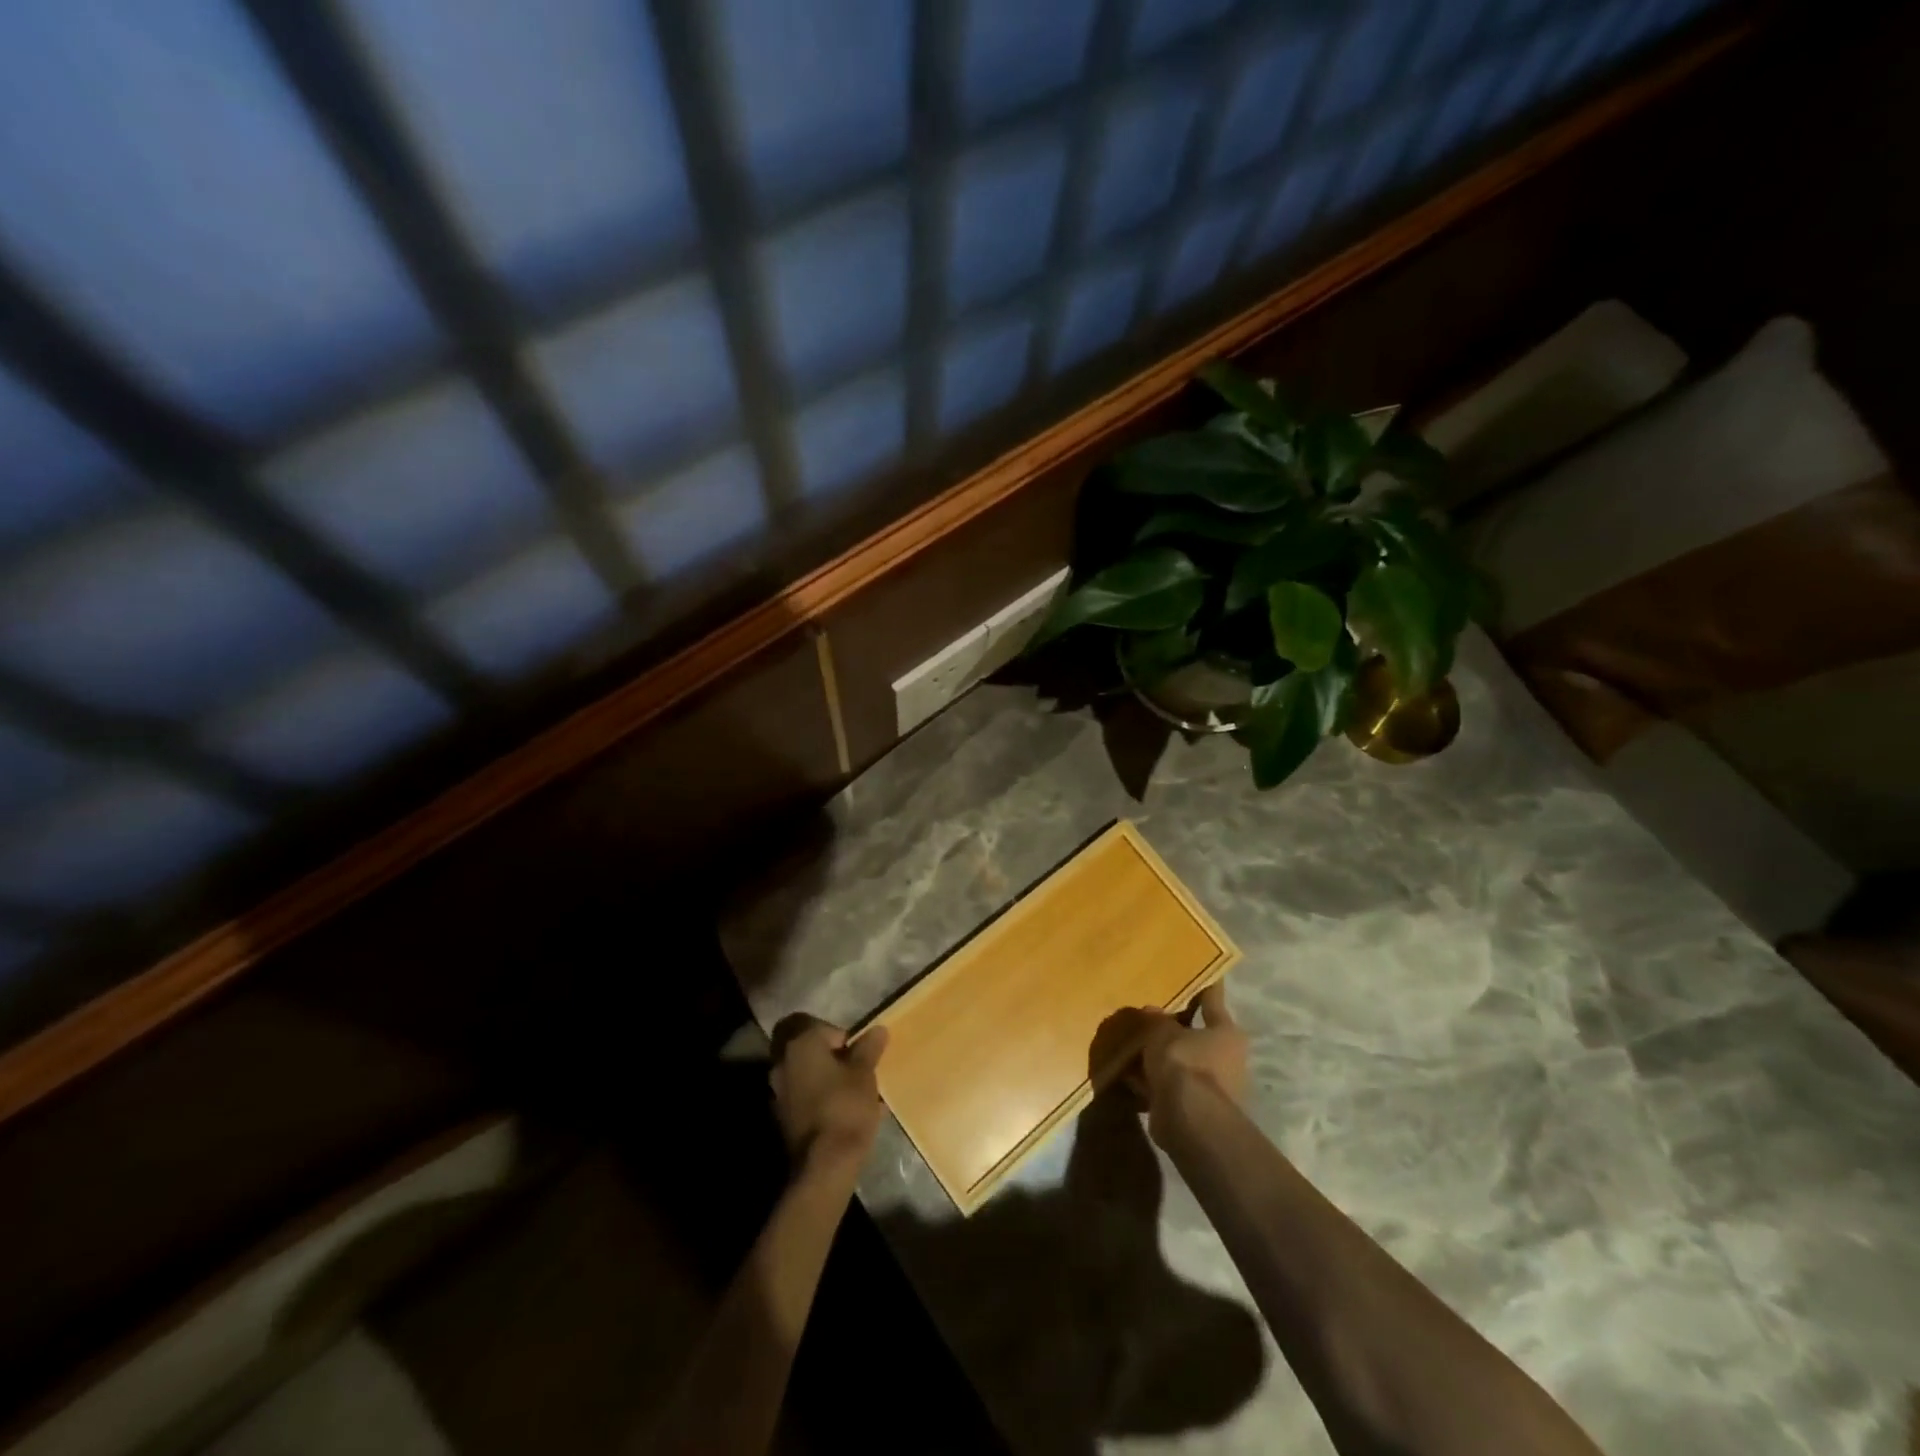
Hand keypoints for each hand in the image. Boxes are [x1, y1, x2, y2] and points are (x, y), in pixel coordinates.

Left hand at [769, 1017, 888, 1177]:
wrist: (824, 1164)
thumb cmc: (846, 1106)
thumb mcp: (865, 1073)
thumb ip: (869, 1048)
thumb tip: (878, 1029)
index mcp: (800, 1044)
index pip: (820, 1026)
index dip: (843, 1036)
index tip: (859, 1054)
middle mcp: (782, 1062)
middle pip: (809, 1049)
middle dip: (831, 1056)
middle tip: (854, 1069)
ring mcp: (778, 1091)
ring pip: (805, 1073)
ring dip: (825, 1077)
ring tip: (853, 1092)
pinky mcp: (781, 1116)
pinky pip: (803, 1096)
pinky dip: (819, 1097)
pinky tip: (843, 1111)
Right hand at [1130, 984, 1247, 1146]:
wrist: (1188, 1119)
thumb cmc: (1184, 1063)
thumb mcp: (1163, 1031)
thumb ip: (1157, 1019)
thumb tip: (1152, 1012)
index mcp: (1226, 1033)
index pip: (1213, 999)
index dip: (1205, 985)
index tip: (1201, 970)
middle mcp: (1225, 1058)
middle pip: (1196, 1034)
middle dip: (1174, 1026)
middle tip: (1150, 1012)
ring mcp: (1210, 1086)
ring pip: (1180, 1062)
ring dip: (1159, 1056)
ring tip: (1132, 1042)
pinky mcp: (1193, 1108)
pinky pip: (1167, 1085)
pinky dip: (1150, 1080)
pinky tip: (1127, 1073)